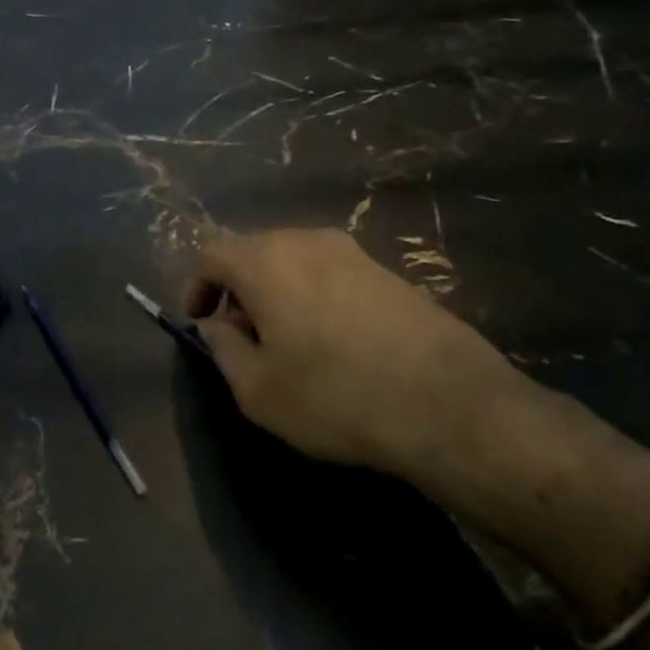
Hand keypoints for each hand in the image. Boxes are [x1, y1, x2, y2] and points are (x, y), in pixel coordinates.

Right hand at [183, 227, 532, 481]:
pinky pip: (331, 274)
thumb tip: (217, 325)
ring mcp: (354, 253)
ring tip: (286, 343)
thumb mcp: (258, 390)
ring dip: (276, 293)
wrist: (452, 407)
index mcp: (266, 261)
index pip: (211, 254)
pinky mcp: (390, 272)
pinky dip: (313, 297)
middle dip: (237, 290)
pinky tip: (332, 343)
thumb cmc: (336, 397)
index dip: (197, 286)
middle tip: (242, 338)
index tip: (201, 322)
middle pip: (253, 252)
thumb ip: (223, 349)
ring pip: (294, 261)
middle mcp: (307, 242)